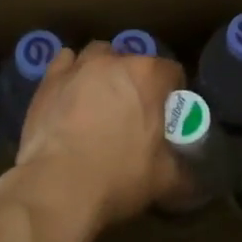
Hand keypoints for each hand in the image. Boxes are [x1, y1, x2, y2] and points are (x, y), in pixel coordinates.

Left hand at [11, 42, 185, 232]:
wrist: (58, 185)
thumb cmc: (118, 176)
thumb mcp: (165, 180)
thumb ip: (184, 172)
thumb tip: (192, 181)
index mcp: (148, 77)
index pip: (172, 72)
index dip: (174, 92)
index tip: (169, 114)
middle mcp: (114, 62)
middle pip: (134, 61)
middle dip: (137, 80)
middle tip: (135, 110)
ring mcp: (78, 67)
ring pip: (98, 55)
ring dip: (104, 70)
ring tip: (101, 97)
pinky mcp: (48, 80)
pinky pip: (65, 63)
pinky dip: (72, 73)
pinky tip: (71, 94)